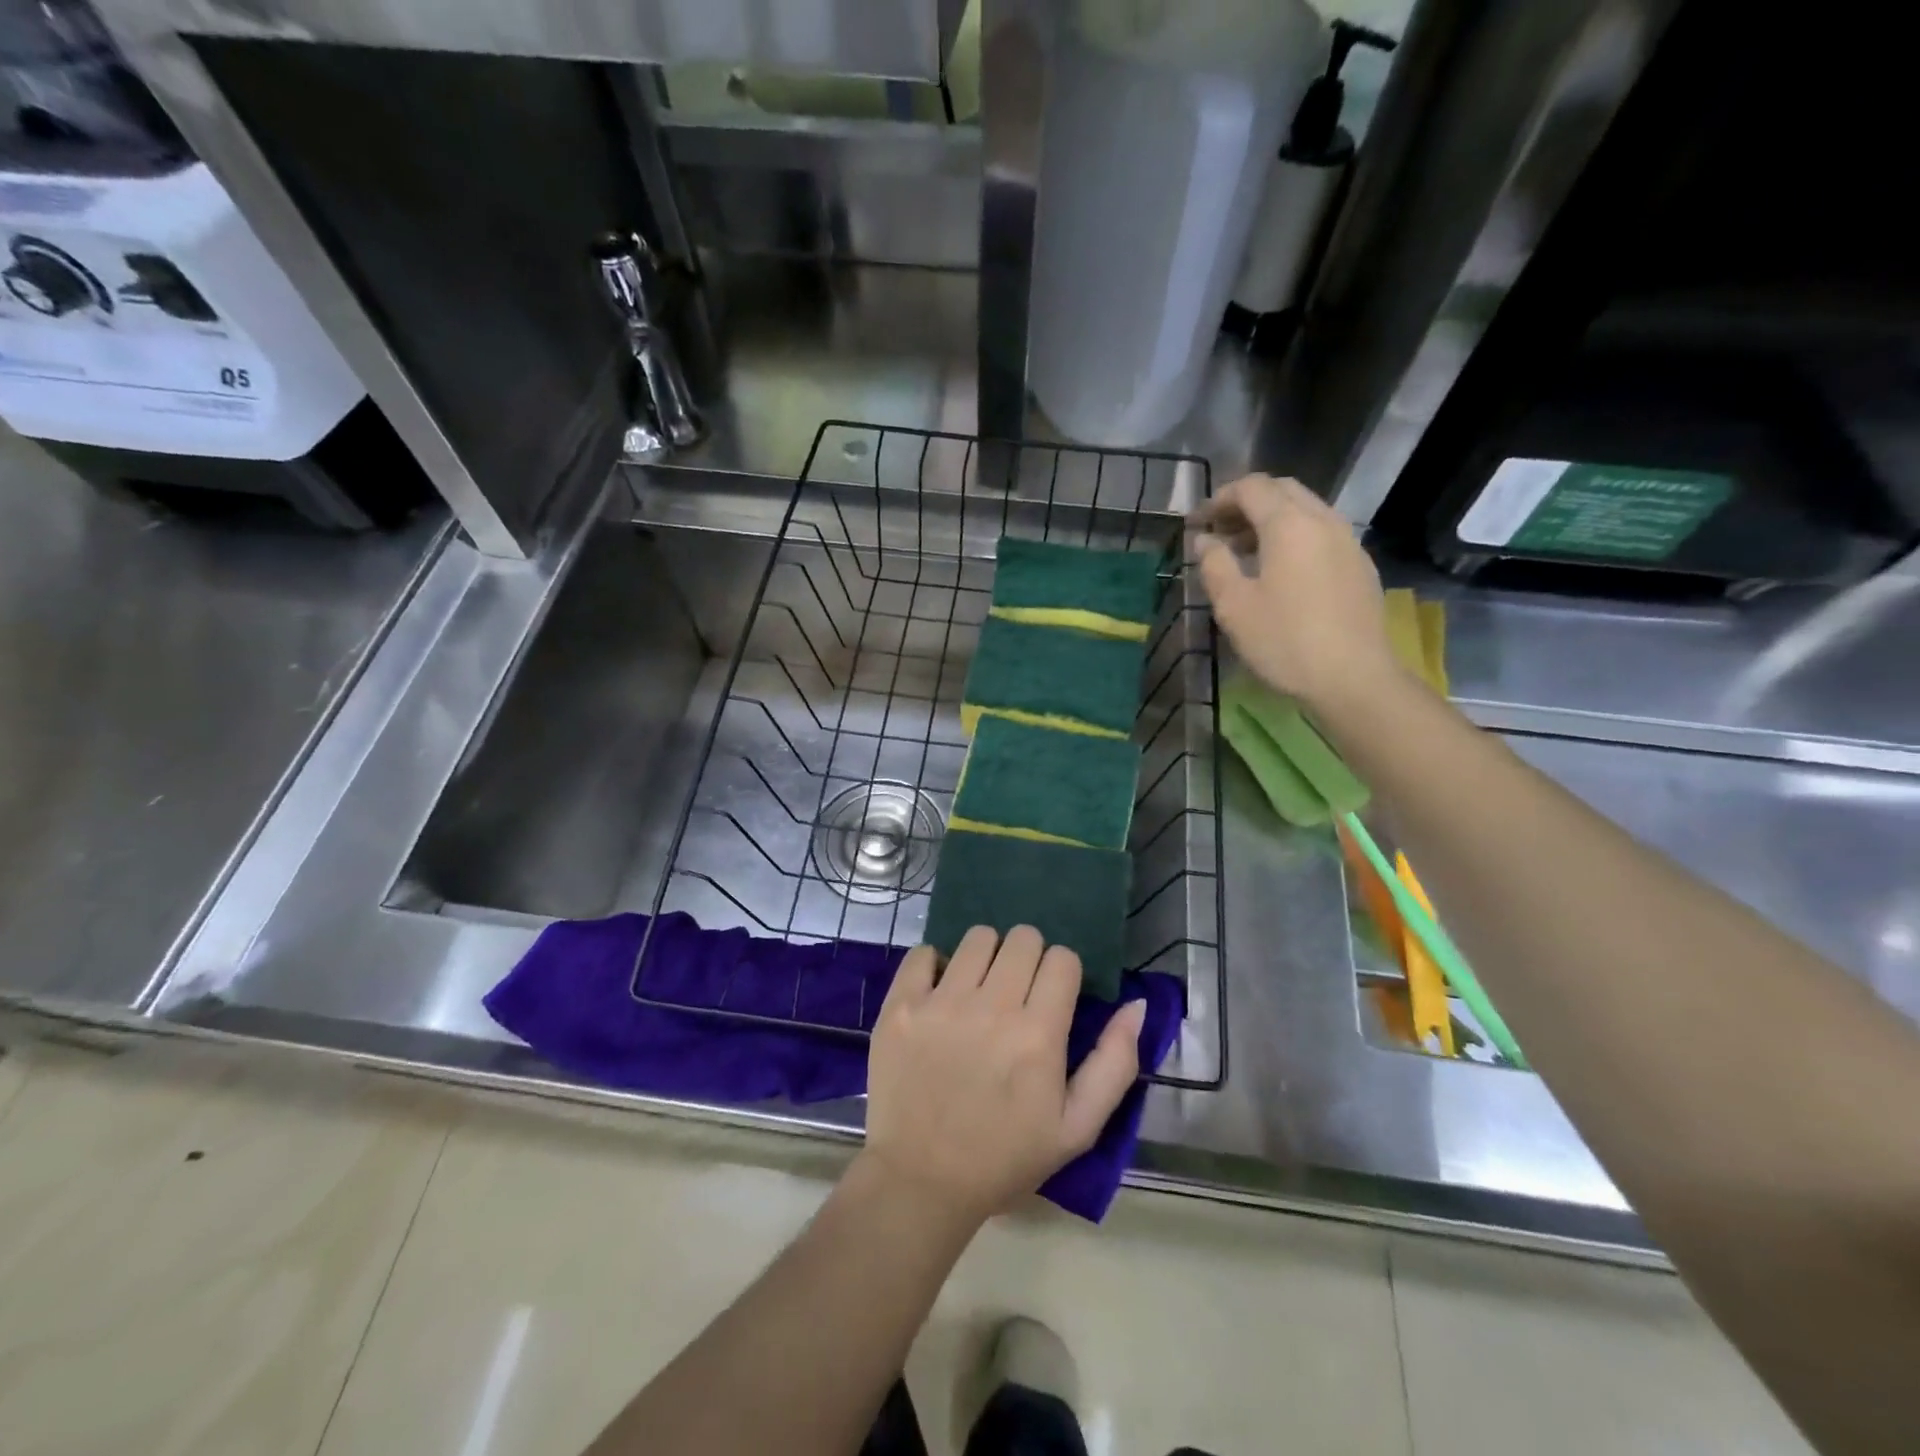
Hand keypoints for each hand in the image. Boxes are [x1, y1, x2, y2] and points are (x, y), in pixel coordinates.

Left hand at [861, 925, 1145, 1224]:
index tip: (1053, 998)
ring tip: (981, 989)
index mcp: (1038, 1035)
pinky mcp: (901, 1005)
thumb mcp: (1077, 1128)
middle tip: (1019, 992)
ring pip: (977, 937)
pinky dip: (936, 964)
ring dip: (987, 956)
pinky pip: (923, 952)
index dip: (1063, 974)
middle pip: (1022, 938)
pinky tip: (940, 992)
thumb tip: (1136, 1005)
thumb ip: (1115, 1063)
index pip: (1063, 959)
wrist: (921, 1182)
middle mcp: (991, 1007)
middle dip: (1029, 958)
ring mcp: (941, 1003)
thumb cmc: (1004, 1158)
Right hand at [1189, 474, 1399, 712]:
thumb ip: (1215, 564)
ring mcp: (1347, 541)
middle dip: (1246, 503)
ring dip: (1271, 519)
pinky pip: (1322, 532)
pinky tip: (1281, 570)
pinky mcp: (1360, 564)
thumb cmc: (1284, 641)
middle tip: (1219, 531)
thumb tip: (1205, 540)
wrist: (1353, 677)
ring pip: (1306, 509)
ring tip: (1245, 551)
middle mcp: (1323, 520)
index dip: (1219, 499)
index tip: (1197, 523)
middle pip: (1282, 491)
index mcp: (1288, 524)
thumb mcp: (1234, 606)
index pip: (1251, 488)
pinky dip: (1294, 536)